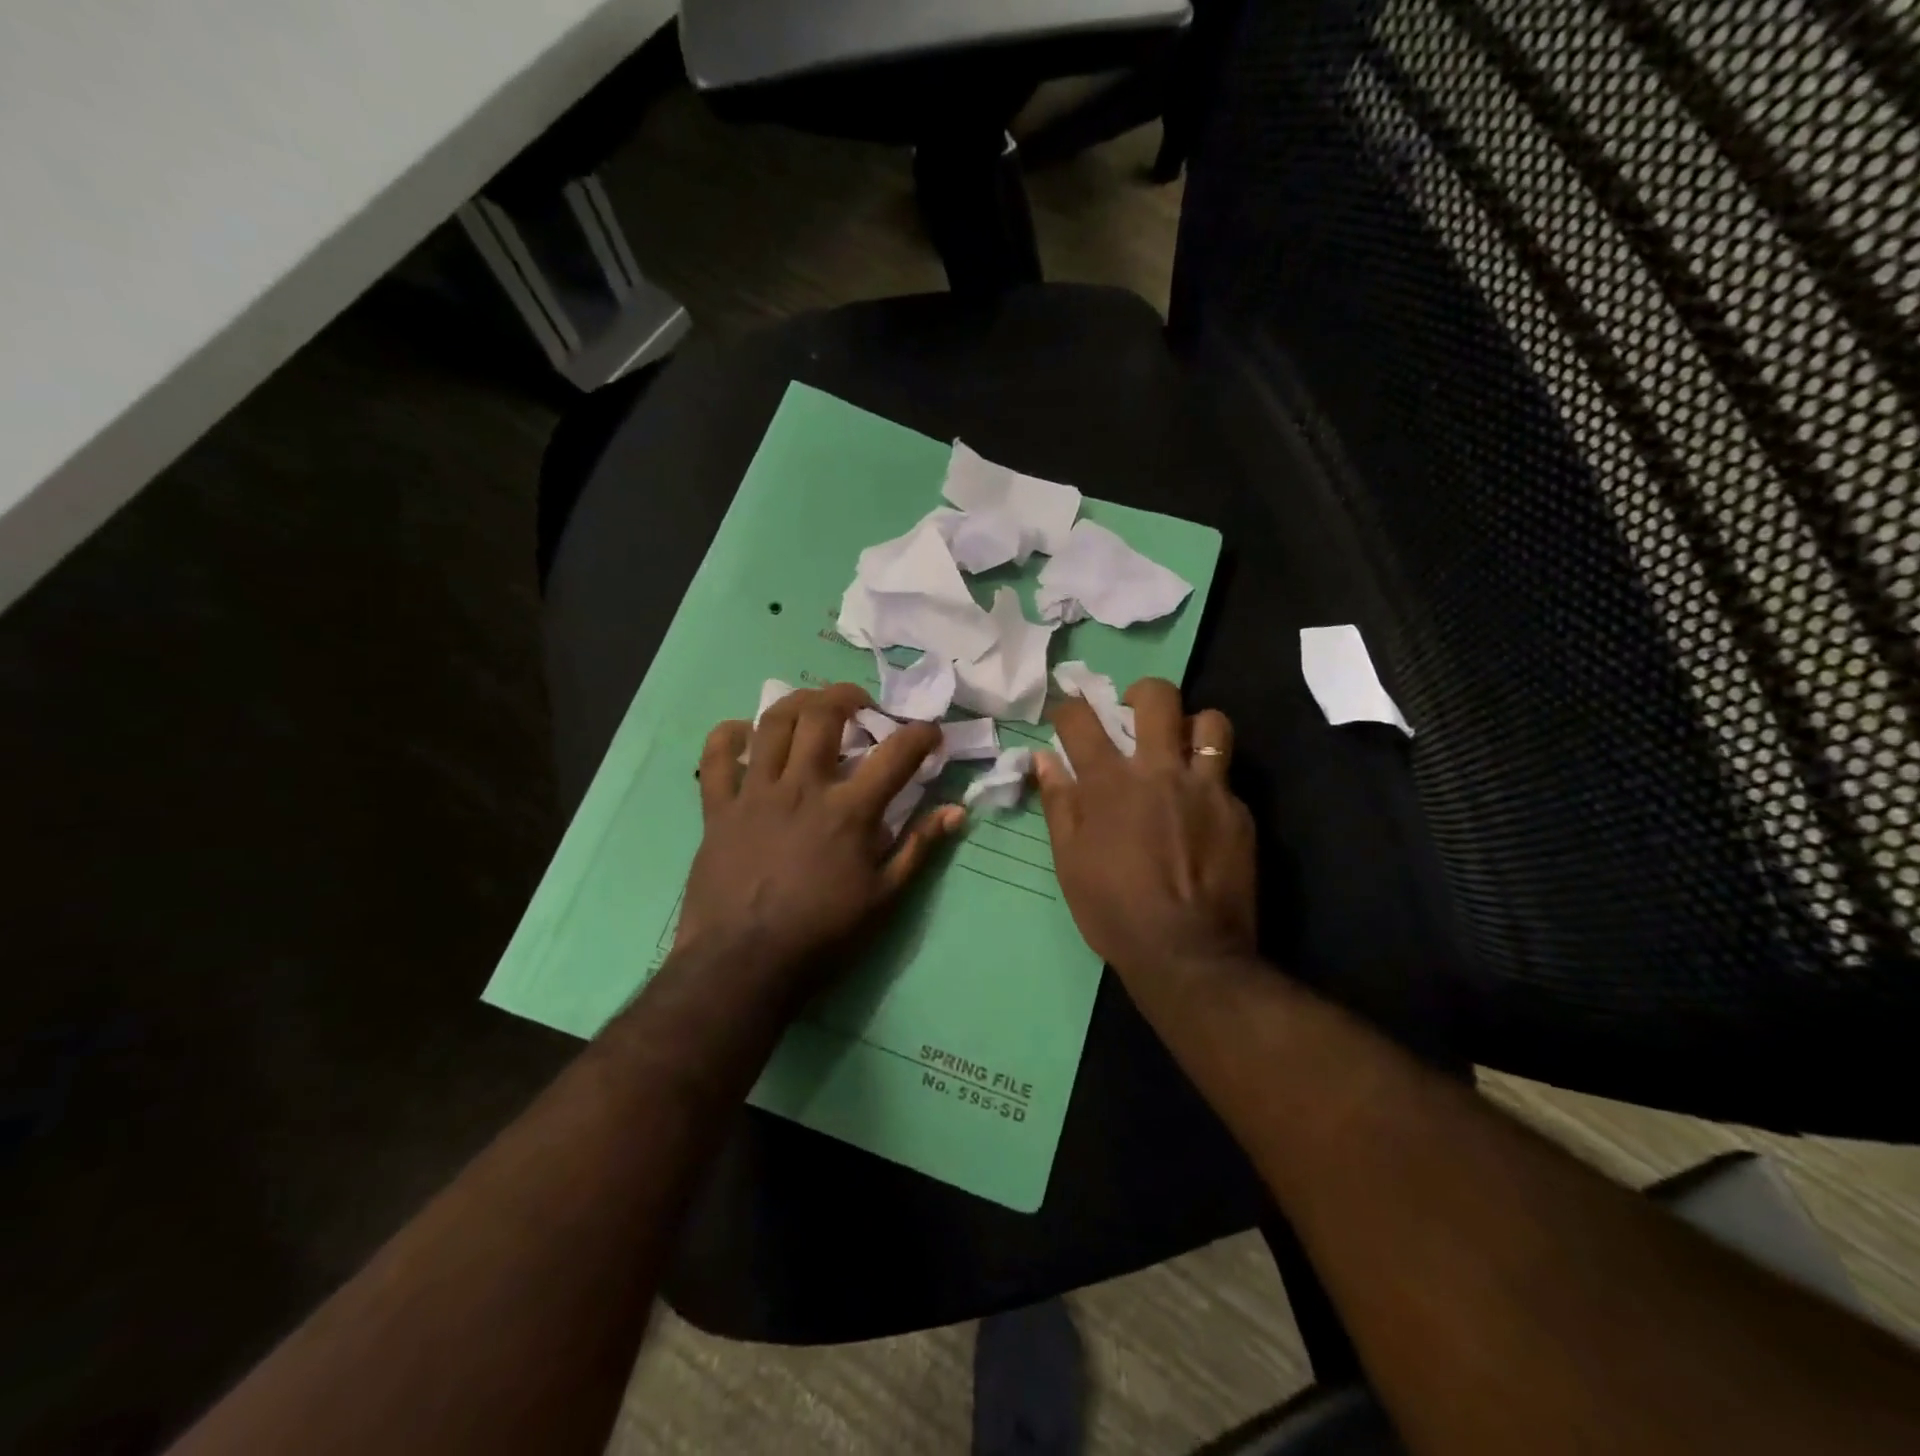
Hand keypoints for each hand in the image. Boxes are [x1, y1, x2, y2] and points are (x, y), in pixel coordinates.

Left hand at [678, 683, 964, 987]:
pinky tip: (740, 733)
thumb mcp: (884, 899)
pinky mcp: (718, 809)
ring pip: (772, 724)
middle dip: (847, 696)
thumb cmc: (822, 934)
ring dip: (796, 703)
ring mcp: (756, 794)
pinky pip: (716, 759)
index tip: (931, 732)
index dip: (921, 735)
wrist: (743, 964)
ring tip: (811, 707)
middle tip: (861, 704)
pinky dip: (727, 737)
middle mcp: (803, 788)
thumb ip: (919, 848)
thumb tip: (956, 811)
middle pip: (823, 716)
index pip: (896, 755)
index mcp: (849, 811)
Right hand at [1035, 678, 1256, 986]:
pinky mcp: (1239, 812)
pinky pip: (1227, 777)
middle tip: (1136, 711)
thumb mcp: (1069, 861)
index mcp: (1109, 783)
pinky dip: (1210, 782)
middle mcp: (1159, 771)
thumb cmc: (1113, 910)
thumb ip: (1058, 804)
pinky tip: (1203, 811)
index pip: (1080, 721)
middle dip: (1142, 692)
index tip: (1068, 713)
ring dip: (1193, 726)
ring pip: (1211, 723)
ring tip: (1183, 747)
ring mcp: (1206, 788)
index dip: (1069, 708)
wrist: (1186, 953)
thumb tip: (1043, 760)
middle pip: (1158, 698)